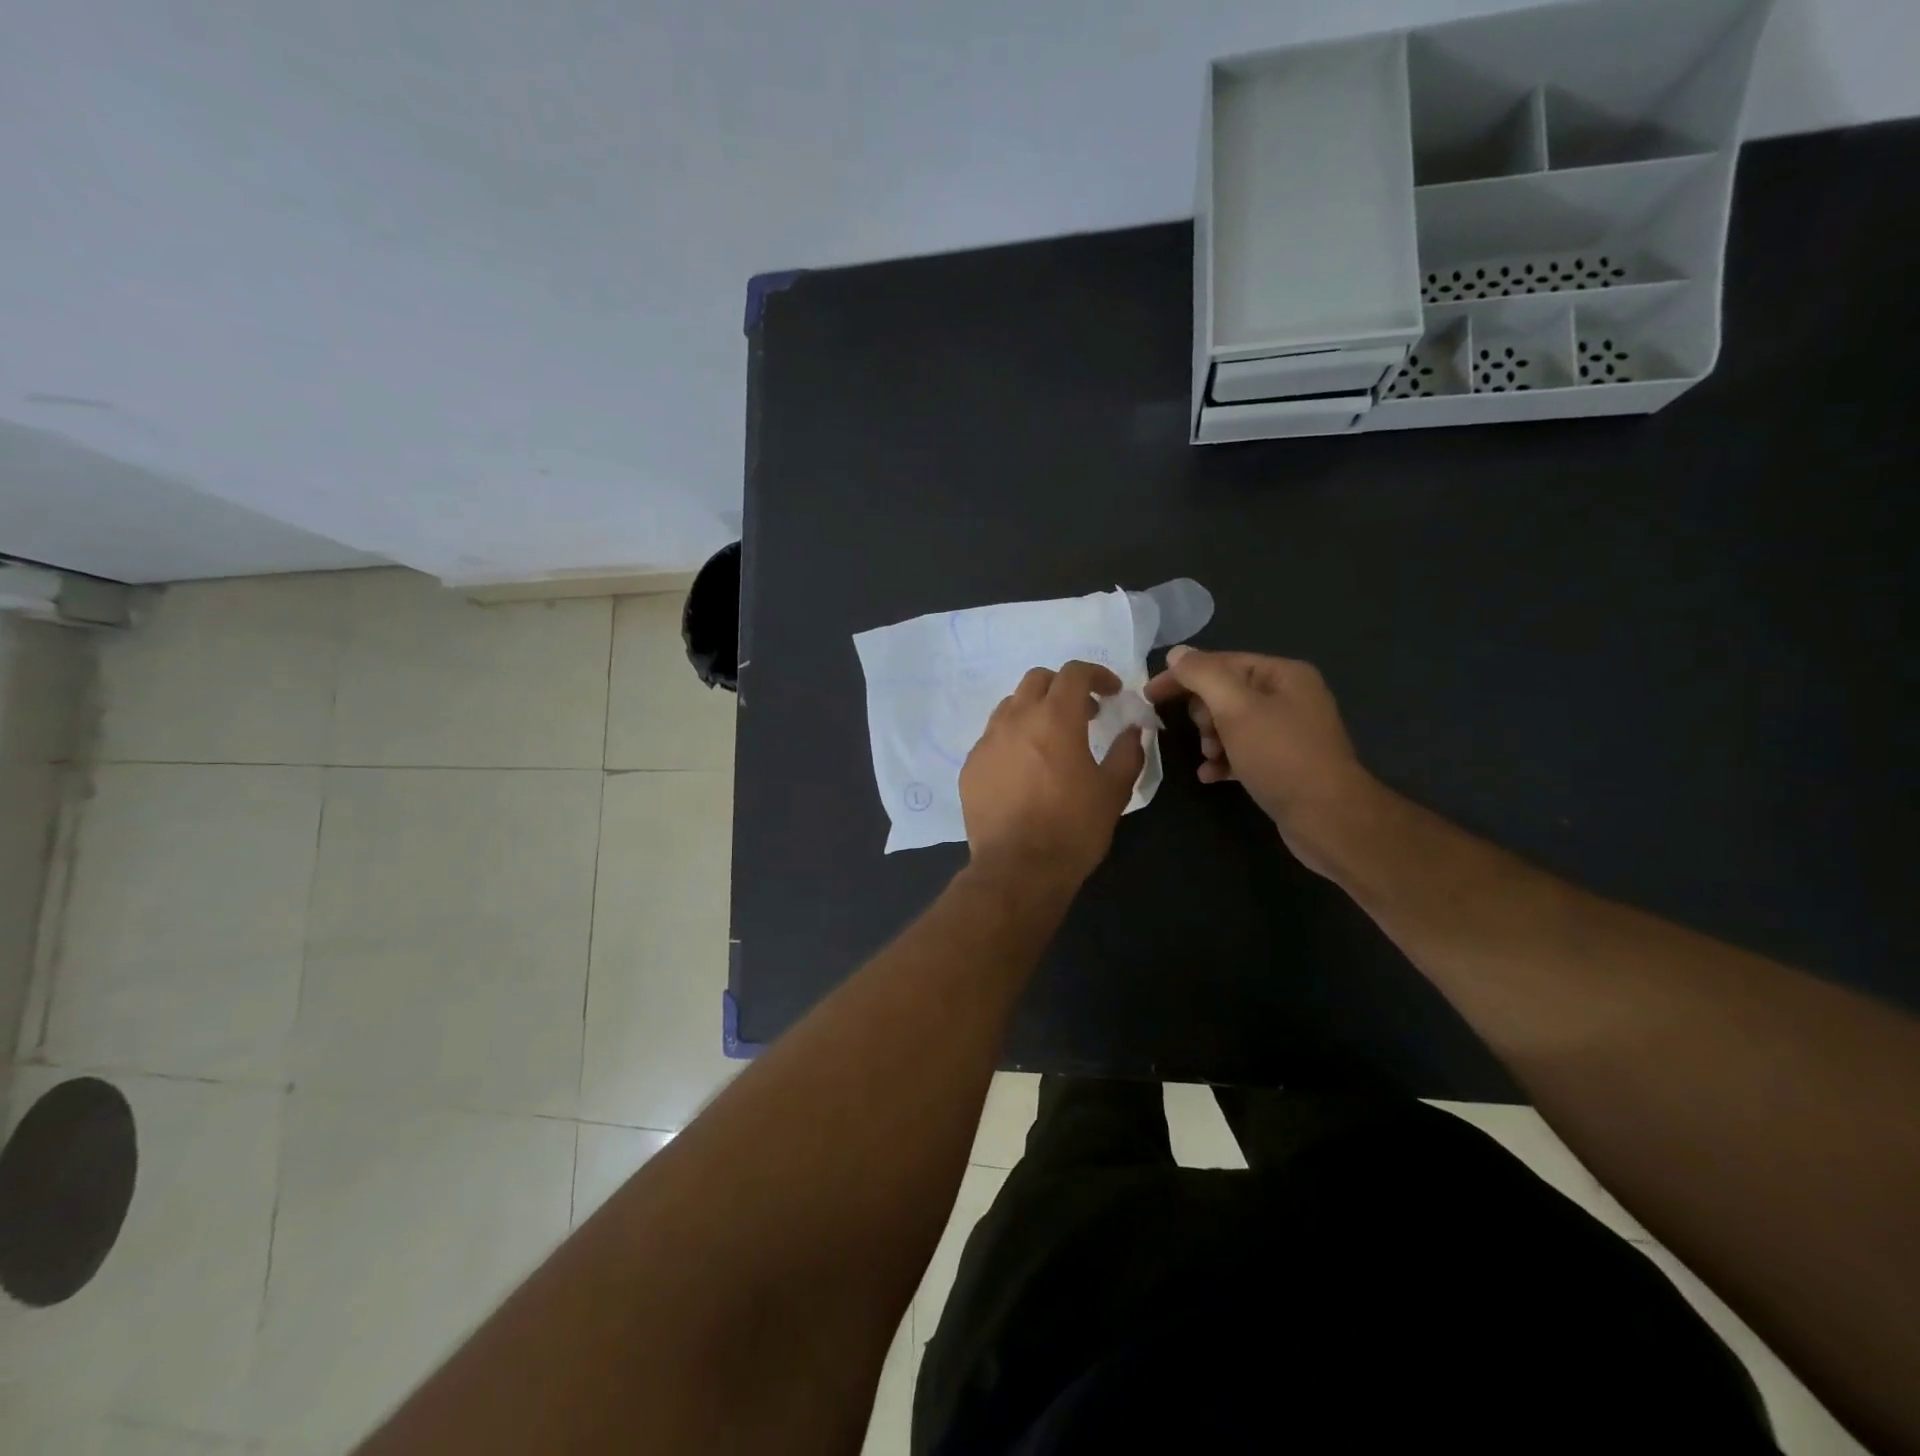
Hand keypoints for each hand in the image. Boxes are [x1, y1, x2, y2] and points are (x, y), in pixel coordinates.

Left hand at [960, 661, 1148, 888]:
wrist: (1018, 870)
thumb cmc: (1073, 828)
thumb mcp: (1114, 791)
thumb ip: (1128, 752)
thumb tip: (1134, 730)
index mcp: (1055, 718)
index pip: (1074, 673)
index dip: (1097, 675)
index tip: (1112, 692)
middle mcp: (1015, 719)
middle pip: (1037, 680)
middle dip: (1063, 687)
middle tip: (1083, 713)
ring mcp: (987, 742)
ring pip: (1010, 706)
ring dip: (1034, 710)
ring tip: (1051, 739)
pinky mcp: (970, 767)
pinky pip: (992, 738)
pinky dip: (1012, 739)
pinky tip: (1024, 769)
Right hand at [1144, 646, 1375, 875]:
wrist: (1328, 818)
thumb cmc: (1280, 756)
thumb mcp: (1235, 709)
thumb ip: (1203, 676)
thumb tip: (1177, 654)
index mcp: (1283, 675)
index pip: (1221, 662)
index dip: (1182, 676)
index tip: (1149, 696)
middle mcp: (1289, 697)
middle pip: (1226, 693)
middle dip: (1204, 714)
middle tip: (1204, 734)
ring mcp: (1288, 732)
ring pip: (1231, 724)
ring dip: (1211, 739)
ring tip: (1211, 757)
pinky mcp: (1284, 764)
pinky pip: (1243, 752)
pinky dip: (1223, 760)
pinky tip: (1211, 775)